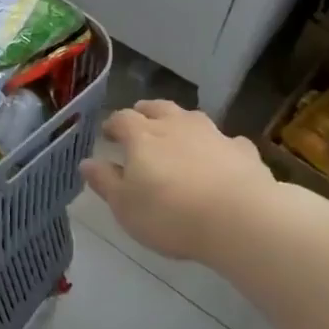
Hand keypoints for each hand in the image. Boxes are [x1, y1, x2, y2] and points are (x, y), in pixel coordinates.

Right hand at [79, 99, 276, 263]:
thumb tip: (86, 162)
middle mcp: (176, 126)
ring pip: (192, 118)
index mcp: (142, 136)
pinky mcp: (242, 151)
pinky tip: (220, 158)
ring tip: (177, 136)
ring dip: (181, 123)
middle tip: (139, 124)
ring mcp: (213, 135)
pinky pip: (226, 141)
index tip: (108, 135)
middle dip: (145, 113)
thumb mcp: (125, 206)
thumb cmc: (170, 214)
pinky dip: (218, 146)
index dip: (112, 124)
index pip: (122, 118)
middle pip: (157, 108)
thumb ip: (105, 182)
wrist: (240, 219)